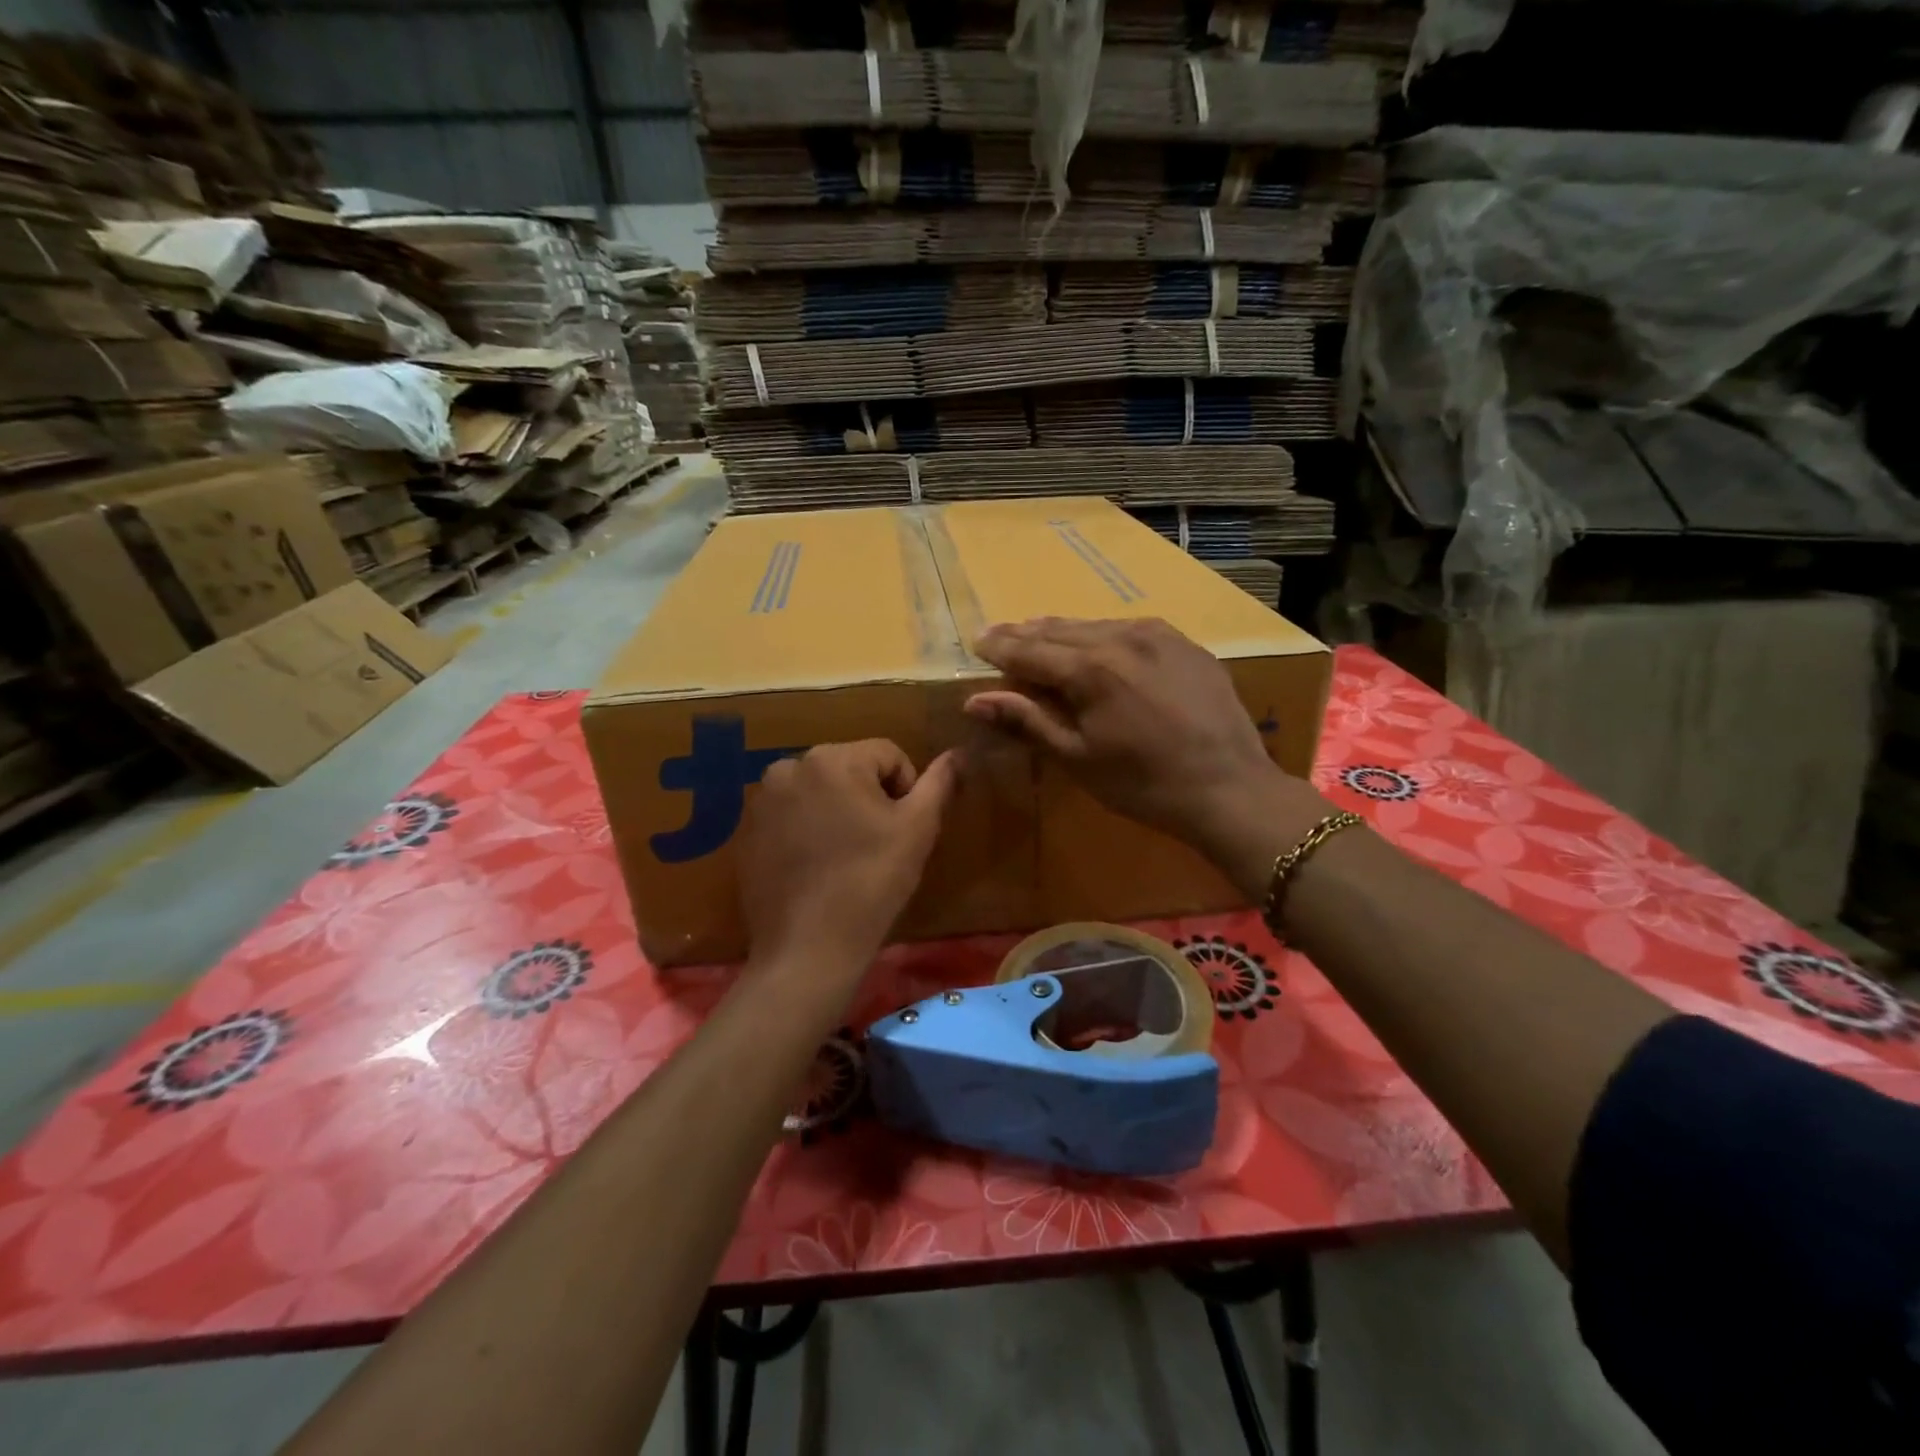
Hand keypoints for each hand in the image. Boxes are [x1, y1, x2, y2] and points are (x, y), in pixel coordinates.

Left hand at [738, 740, 958, 972]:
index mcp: (833, 758)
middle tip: (875, 844)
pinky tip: (814, 867)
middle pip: (849, 769)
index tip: (901, 831)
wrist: (808, 948)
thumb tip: (958, 753)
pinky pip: (788, 815)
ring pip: (817, 791)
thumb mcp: (918, 829)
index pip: (887, 755)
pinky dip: (804, 830)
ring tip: (843, 856)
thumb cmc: (871, 883)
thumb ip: (939, 783)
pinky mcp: (744, 831)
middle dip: (867, 797)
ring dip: (835, 811)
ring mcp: (761, 800)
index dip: (905, 790)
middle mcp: (789, 766)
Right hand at [966, 618, 1323, 870]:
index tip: (978, 641)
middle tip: (1001, 635)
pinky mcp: (1186, 644)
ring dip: (1064, 632)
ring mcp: (1160, 636)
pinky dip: (1104, 635)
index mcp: (1090, 669)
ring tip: (1040, 634)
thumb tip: (974, 700)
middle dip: (1027, 634)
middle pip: (1061, 630)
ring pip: (1096, 625)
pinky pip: (1132, 629)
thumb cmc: (1143, 783)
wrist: (1230, 788)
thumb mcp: (1078, 758)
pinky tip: (1098, 643)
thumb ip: (1027, 721)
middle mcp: (1122, 638)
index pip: (1030, 649)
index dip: (1001, 647)